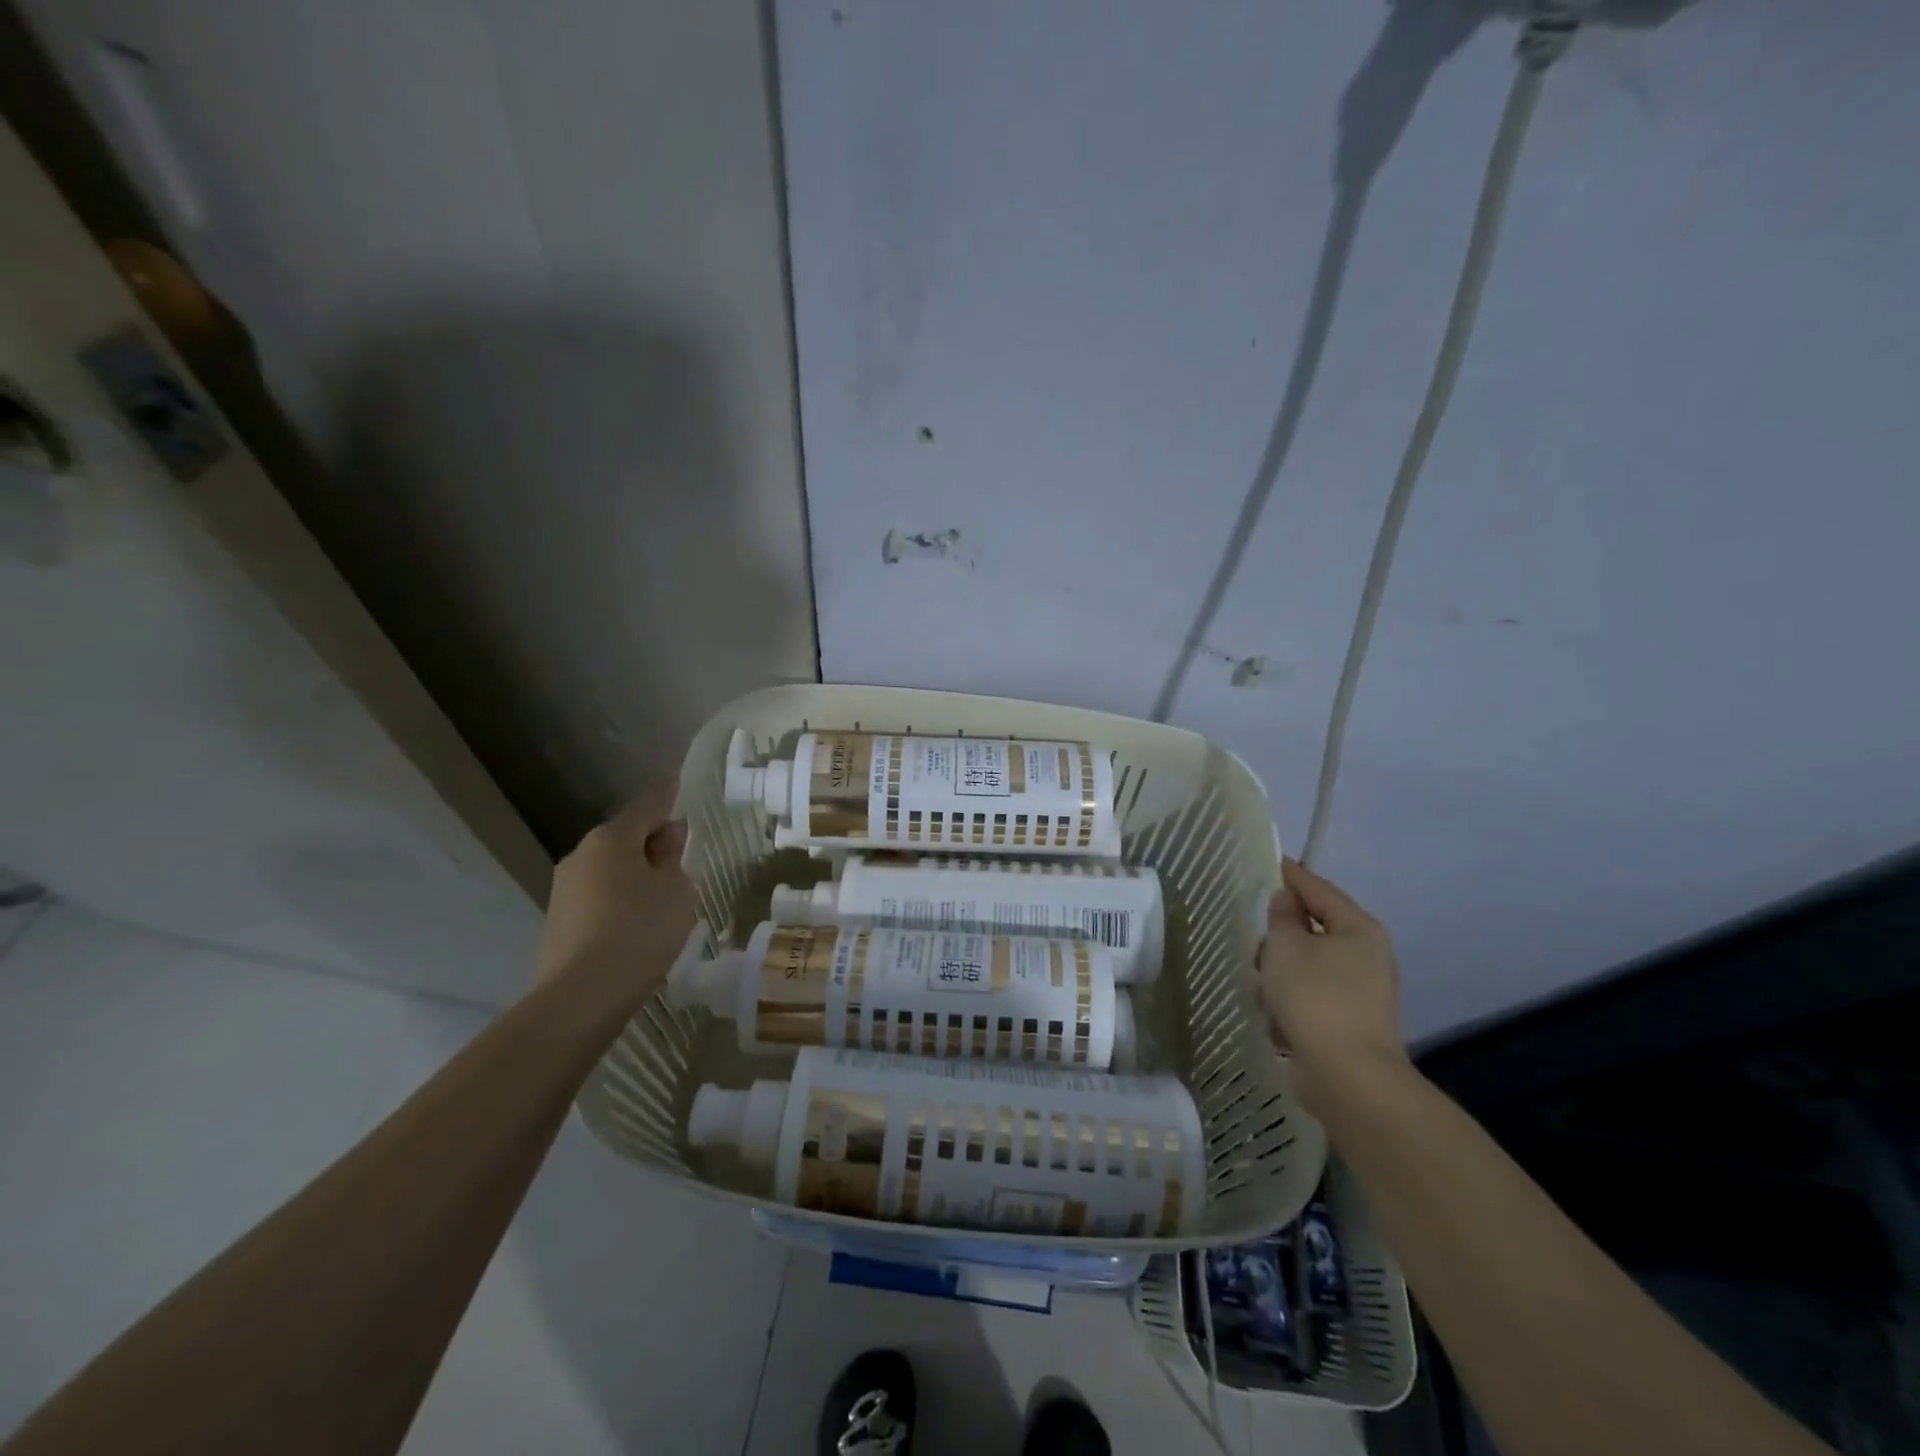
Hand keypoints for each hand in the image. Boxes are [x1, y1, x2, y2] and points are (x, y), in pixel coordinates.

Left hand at [534, 782, 697, 1011]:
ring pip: (610, 868)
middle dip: (652, 840)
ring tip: (663, 893)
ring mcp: (564, 889)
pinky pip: (600, 896)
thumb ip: (673, 857)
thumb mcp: (675, 889)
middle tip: (682, 853)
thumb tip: (667, 836)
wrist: (582, 996)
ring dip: (636, 872)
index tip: (679, 785)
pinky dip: (621, 898)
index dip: (668, 796)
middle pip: (624, 837)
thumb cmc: (640, 930)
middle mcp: (581, 855)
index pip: (648, 805)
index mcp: (611, 839)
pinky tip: (638, 920)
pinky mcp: (560, 921)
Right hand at [1258, 857, 1408, 1115]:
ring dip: (1282, 975)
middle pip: (1314, 930)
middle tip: (1255, 939)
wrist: (1348, 1078)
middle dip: (1281, 938)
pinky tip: (1277, 1021)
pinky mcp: (1348, 1023)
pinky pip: (1311, 998)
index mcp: (1359, 929)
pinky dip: (1292, 1005)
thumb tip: (1287, 902)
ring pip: (1308, 966)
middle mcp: (1367, 956)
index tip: (1268, 863)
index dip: (1291, 875)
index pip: (1319, 888)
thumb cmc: (1316, 998)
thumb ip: (1282, 918)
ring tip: (1263, 989)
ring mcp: (1361, 992)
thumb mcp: (1286, 948)